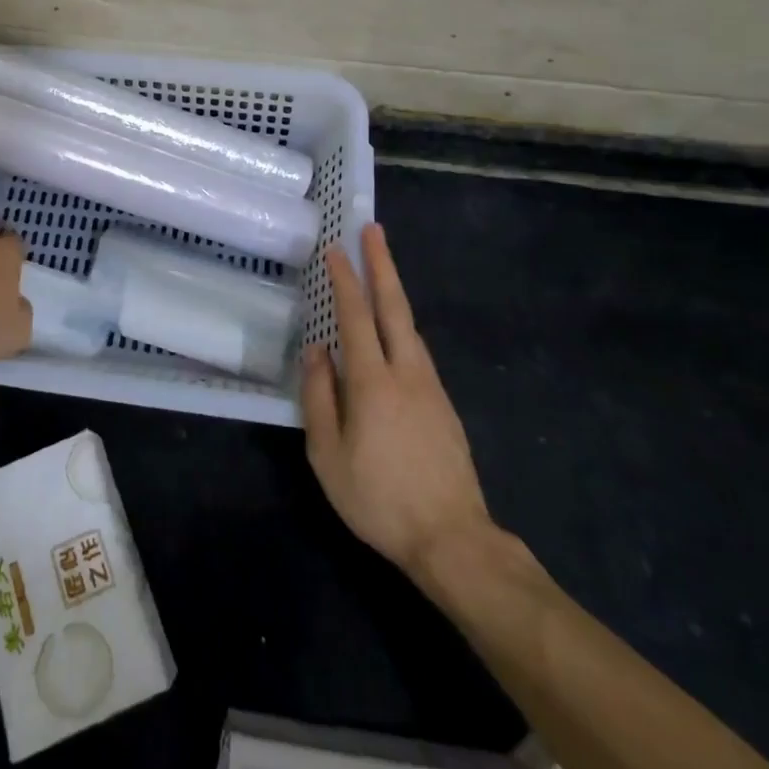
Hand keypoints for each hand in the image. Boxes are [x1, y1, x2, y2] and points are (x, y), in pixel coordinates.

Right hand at [302, 223, 496, 579]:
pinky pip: (418, 350)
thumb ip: (318, 397)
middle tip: (373, 229)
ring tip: (381, 269)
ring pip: (410, 326)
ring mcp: (431, 386)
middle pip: (394, 306)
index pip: (355, 317)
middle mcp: (406, 372)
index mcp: (373, 383)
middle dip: (382, 264)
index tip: (335, 248)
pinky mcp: (444, 404)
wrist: (453, 539)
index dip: (345, 280)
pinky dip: (403, 324)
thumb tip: (315, 350)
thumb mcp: (328, 456)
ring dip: (395, 291)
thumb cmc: (379, 499)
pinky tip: (395, 331)